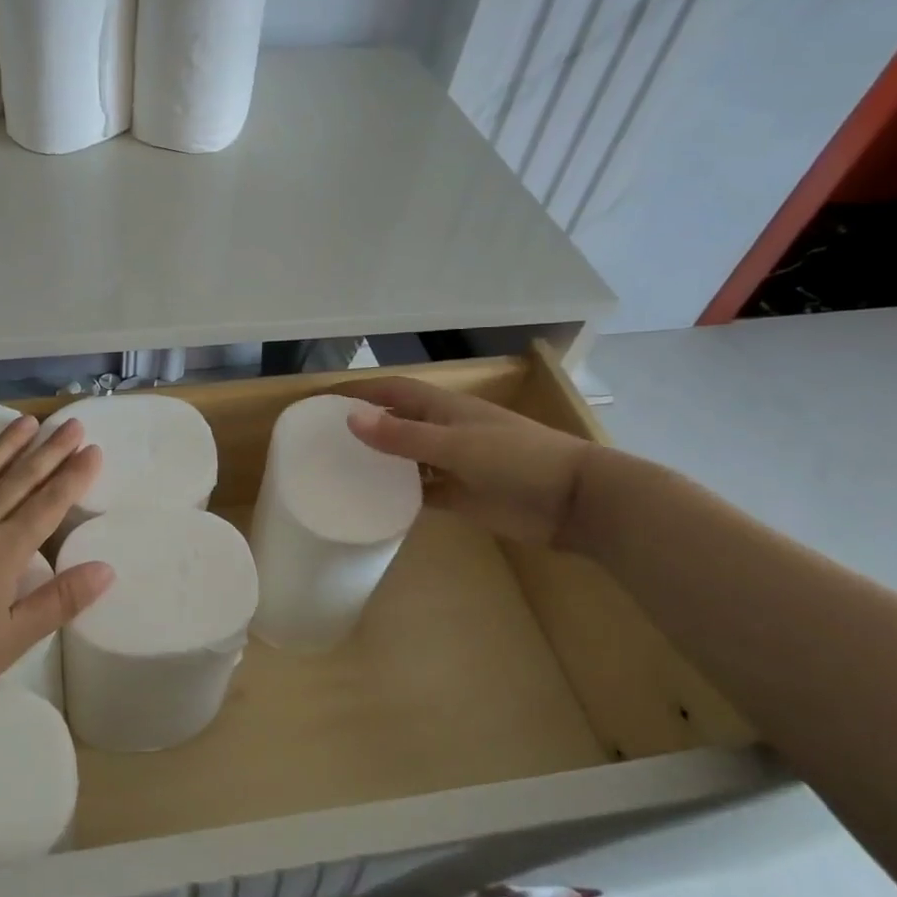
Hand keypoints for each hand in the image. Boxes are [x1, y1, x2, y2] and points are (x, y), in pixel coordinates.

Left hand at [0, 414, 112, 716]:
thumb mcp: (9, 642)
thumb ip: (58, 602)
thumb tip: (106, 568)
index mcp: (3, 553)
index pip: (48, 506)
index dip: (73, 477)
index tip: (93, 450)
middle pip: (18, 481)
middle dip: (50, 451)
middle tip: (72, 423)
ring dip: (5, 446)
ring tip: (27, 422)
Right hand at [344, 377, 594, 545]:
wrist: (574, 502)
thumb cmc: (518, 460)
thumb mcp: (456, 445)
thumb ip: (403, 436)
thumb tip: (349, 419)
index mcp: (444, 408)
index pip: (392, 392)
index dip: (359, 392)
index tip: (321, 402)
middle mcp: (443, 431)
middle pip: (395, 423)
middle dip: (363, 427)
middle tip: (321, 442)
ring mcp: (452, 464)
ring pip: (405, 459)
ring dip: (378, 463)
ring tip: (338, 473)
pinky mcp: (460, 495)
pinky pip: (420, 491)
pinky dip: (398, 495)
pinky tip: (372, 504)